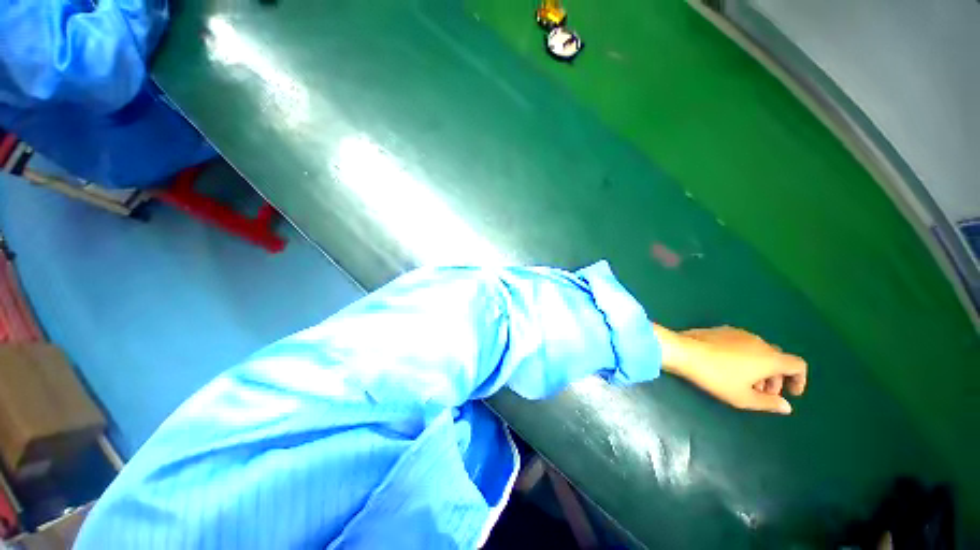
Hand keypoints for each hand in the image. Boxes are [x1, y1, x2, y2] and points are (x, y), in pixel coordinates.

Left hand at [655, 325, 806, 413]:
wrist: (690, 352)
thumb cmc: (719, 379)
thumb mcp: (743, 398)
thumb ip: (768, 403)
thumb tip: (788, 407)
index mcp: (770, 358)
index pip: (797, 364)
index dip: (800, 379)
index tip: (793, 394)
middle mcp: (763, 343)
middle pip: (780, 360)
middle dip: (778, 380)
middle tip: (765, 397)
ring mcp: (748, 335)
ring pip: (765, 354)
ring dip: (764, 372)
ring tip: (748, 389)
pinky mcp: (732, 332)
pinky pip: (751, 347)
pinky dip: (752, 362)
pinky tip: (734, 374)